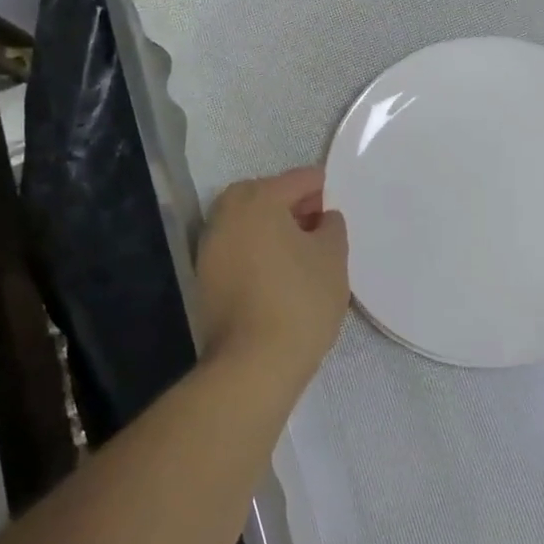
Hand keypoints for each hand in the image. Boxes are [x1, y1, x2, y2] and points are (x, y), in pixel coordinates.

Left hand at [196, 167, 349, 372]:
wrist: (253, 363)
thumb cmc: (300, 300)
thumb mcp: (333, 257)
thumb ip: (331, 226)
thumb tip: (322, 217)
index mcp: (258, 200)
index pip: (297, 180)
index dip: (322, 186)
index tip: (338, 198)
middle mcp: (227, 215)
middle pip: (264, 195)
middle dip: (292, 202)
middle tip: (320, 220)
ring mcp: (210, 247)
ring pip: (247, 222)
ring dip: (273, 226)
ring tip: (304, 247)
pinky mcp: (205, 277)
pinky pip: (238, 247)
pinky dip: (258, 248)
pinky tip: (281, 269)